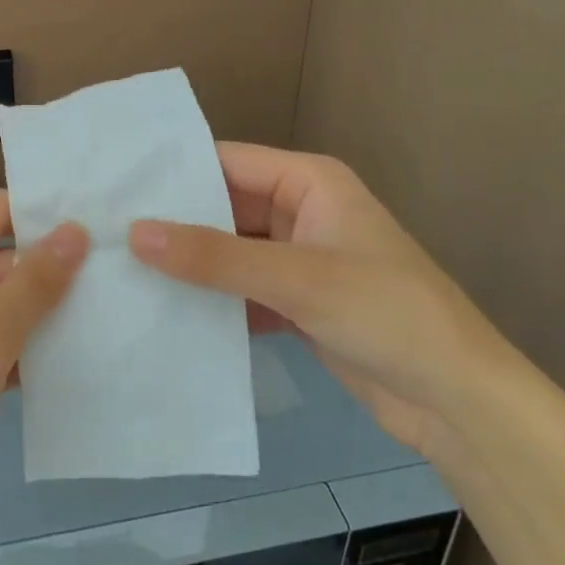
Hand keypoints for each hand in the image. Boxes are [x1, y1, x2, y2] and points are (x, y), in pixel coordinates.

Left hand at [0, 191, 87, 564]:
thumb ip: (34, 282)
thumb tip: (76, 229)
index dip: (45, 210)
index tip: (108, 213)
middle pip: (5, 257)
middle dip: (59, 265)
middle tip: (130, 265)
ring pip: (8, 305)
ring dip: (53, 310)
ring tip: (123, 303)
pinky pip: (3, 345)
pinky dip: (36, 349)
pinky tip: (89, 353)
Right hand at [129, 143, 507, 452]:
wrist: (458, 402)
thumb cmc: (386, 313)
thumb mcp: (296, 278)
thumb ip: (214, 257)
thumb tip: (135, 232)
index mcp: (308, 182)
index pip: (227, 162)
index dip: (174, 173)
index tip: (115, 188)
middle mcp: (301, 211)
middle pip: (224, 208)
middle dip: (175, 224)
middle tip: (106, 234)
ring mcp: (299, 260)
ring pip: (230, 252)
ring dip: (190, 265)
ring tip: (121, 270)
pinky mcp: (298, 303)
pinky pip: (242, 290)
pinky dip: (212, 301)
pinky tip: (165, 312)